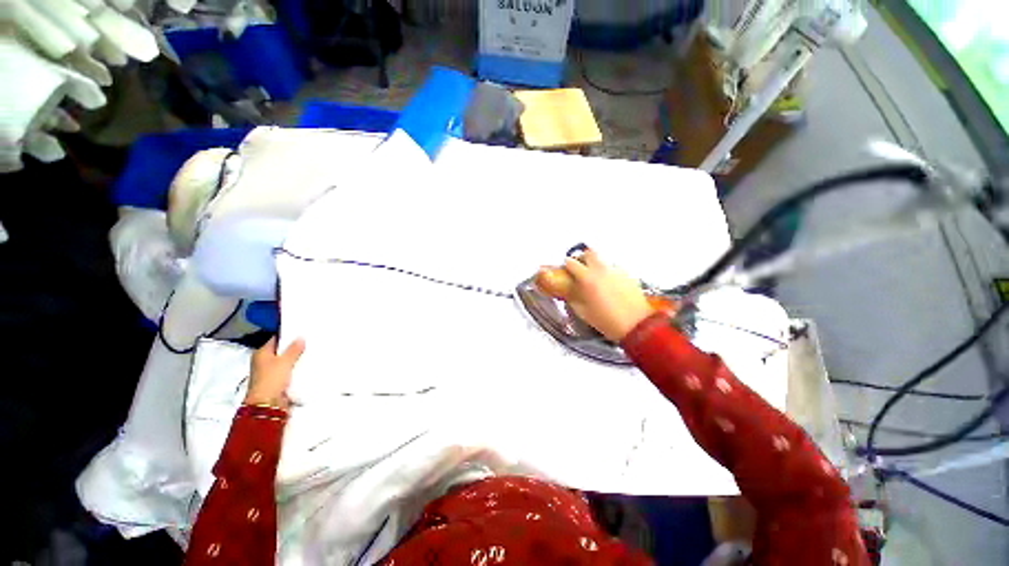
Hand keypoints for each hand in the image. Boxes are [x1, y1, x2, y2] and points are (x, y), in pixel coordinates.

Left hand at [244, 337, 305, 409]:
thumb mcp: (284, 361)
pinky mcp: (278, 381)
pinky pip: (290, 371)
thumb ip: (293, 349)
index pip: (276, 339)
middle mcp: (264, 362)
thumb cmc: (272, 379)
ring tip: (312, 351)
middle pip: (282, 351)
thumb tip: (300, 337)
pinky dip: (297, 368)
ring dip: (297, 358)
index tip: (303, 331)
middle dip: (295, 347)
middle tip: (311, 340)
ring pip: (287, 361)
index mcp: (261, 354)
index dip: (288, 335)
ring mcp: (271, 372)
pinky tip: (309, 364)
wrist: (268, 404)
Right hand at [535, 249, 655, 341]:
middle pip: (589, 253)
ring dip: (596, 264)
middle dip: (582, 258)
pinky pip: (614, 268)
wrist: (636, 324)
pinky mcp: (627, 274)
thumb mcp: (583, 312)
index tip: (566, 270)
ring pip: (602, 259)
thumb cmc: (606, 320)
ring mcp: (616, 270)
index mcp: (587, 278)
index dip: (567, 265)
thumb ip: (573, 299)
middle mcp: (601, 270)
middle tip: (580, 267)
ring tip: (595, 277)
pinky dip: (608, 272)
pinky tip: (609, 283)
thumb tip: (568, 292)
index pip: (571, 263)